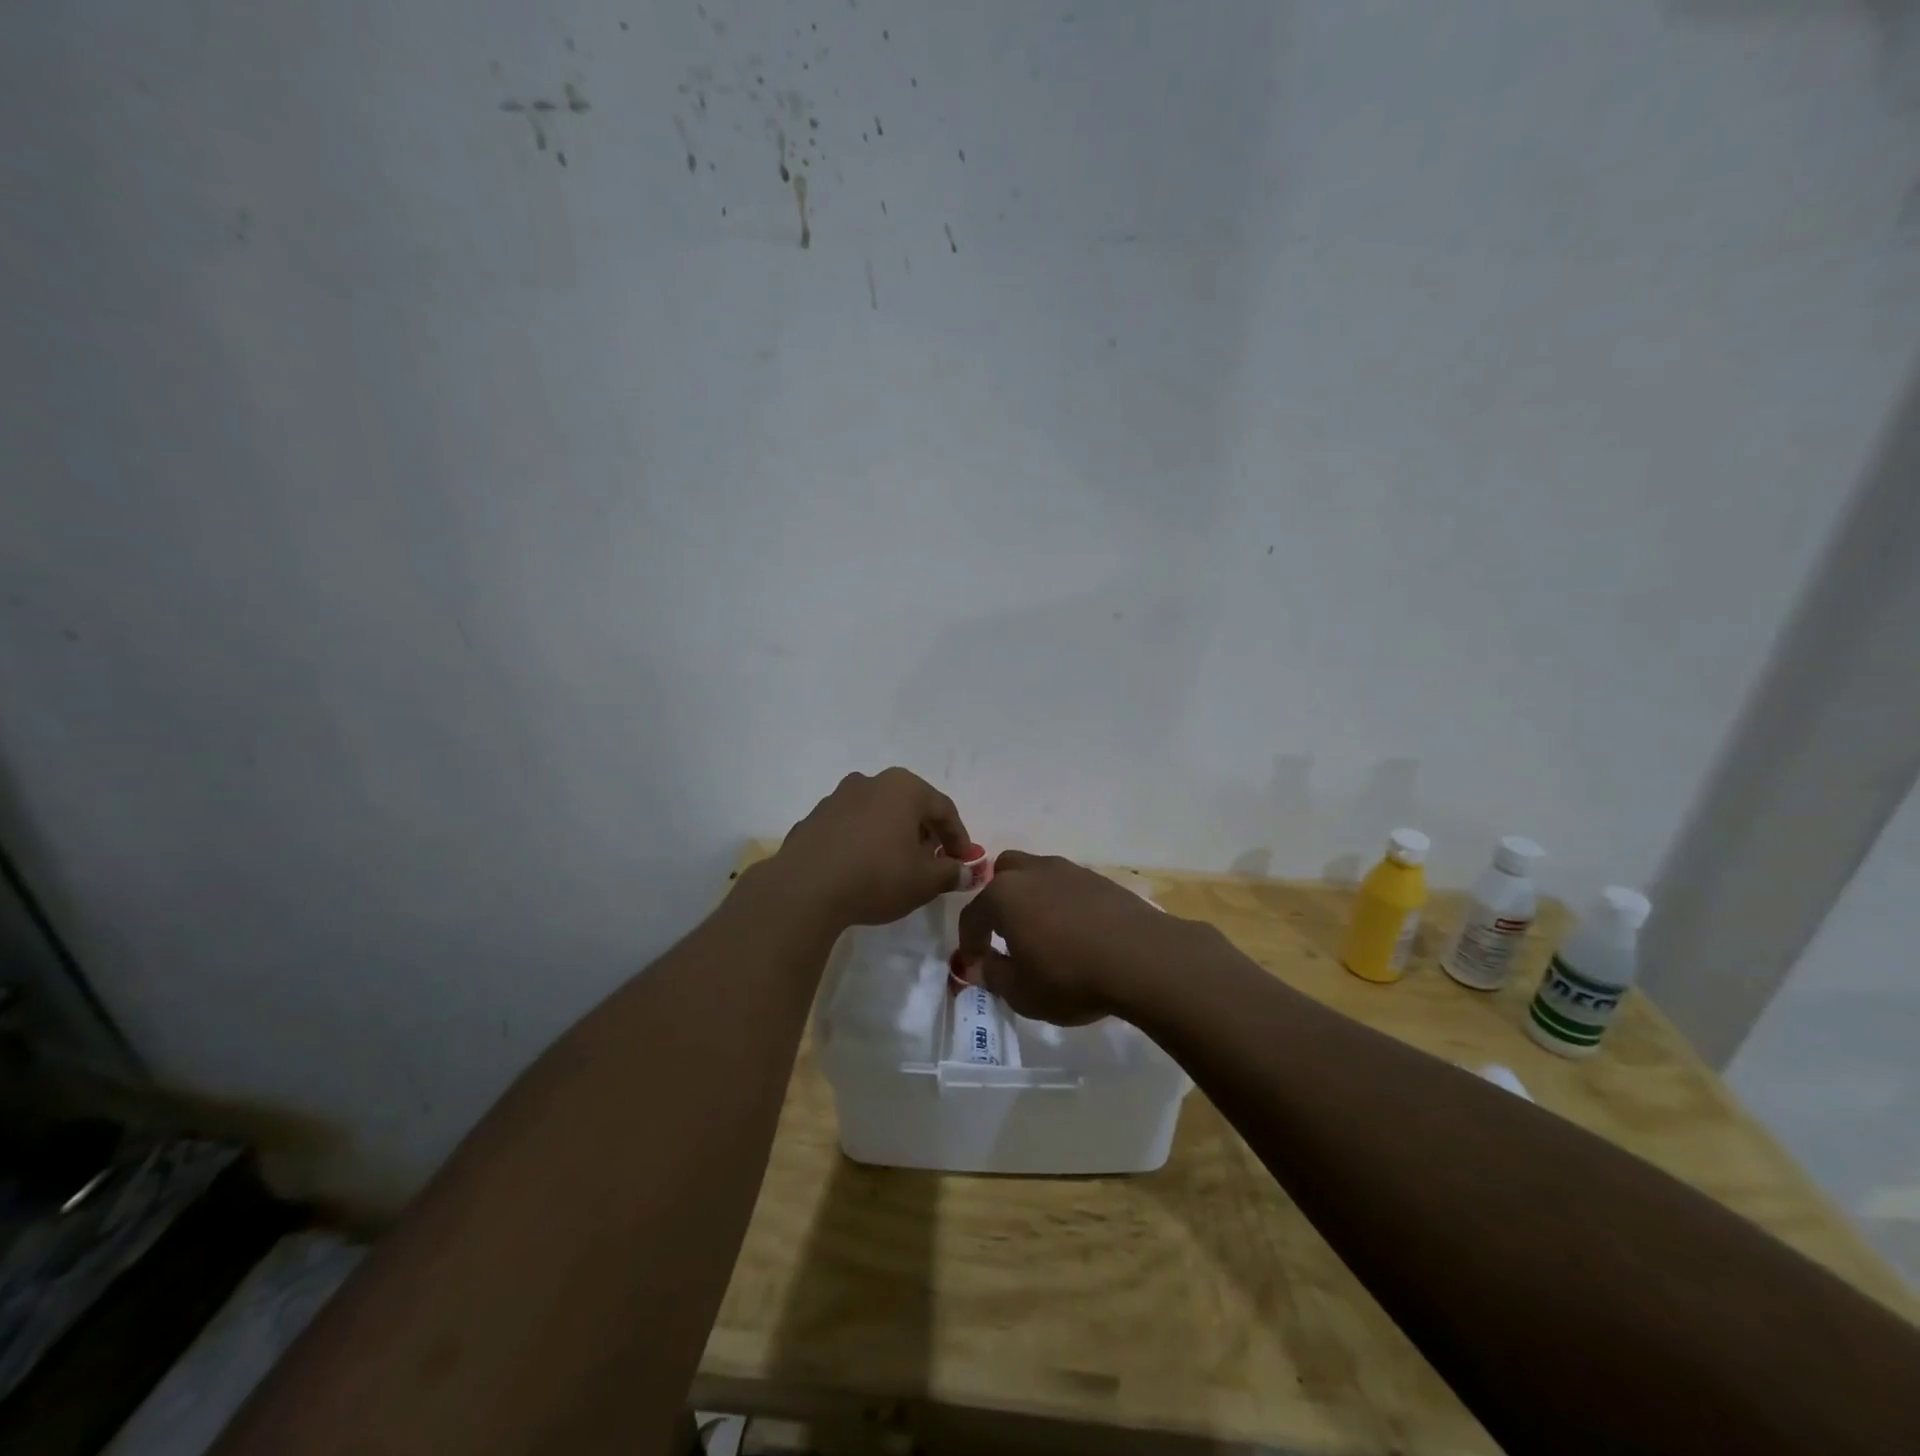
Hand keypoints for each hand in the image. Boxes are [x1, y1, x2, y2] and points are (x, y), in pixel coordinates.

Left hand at [770, 768, 971, 928]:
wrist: (805, 889)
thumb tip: (966, 871)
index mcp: (903, 788)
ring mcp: (837, 798)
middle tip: (932, 862)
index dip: (958, 837)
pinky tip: (862, 869)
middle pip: (909, 805)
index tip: (963, 861)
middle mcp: (870, 782)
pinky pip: (849, 827)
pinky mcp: (813, 819)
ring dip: (892, 835)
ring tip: (896, 866)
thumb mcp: (925, 881)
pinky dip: (862, 842)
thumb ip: (951, 872)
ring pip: (877, 813)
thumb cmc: (876, 877)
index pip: (943, 808)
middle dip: (925, 833)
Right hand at [955, 851, 1199, 1024]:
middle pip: (1002, 875)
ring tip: (1044, 933)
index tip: (975, 966)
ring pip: (1037, 875)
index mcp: (1003, 895)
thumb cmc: (1071, 977)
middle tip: (1007, 934)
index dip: (969, 942)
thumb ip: (994, 976)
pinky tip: (1076, 931)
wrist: (1143, 958)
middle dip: (998, 902)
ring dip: (1032, 899)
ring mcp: (1068, 871)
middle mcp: (1032, 872)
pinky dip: (1063, 903)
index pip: (972, 915)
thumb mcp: (1022, 993)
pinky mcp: (1100, 878)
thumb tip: (981, 965)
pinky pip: (1068, 886)